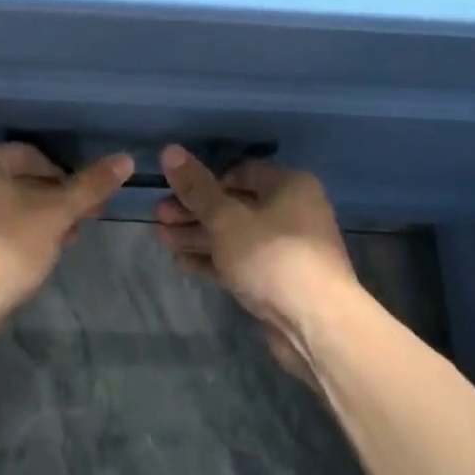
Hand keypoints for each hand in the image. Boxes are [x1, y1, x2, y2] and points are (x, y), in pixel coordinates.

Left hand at [0, 143, 133, 324]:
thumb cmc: (7, 247)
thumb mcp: (56, 214)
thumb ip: (90, 185)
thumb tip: (125, 159)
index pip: (32, 156)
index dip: (66, 179)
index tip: (86, 205)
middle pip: (17, 180)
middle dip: (52, 202)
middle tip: (78, 226)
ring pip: (3, 206)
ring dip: (35, 220)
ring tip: (60, 245)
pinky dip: (10, 235)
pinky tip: (29, 258)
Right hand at [153, 145, 364, 384]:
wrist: (316, 324)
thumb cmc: (272, 256)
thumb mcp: (226, 218)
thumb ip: (196, 187)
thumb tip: (169, 150)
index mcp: (289, 186)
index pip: (241, 171)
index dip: (206, 179)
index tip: (174, 189)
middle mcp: (291, 212)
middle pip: (234, 204)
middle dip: (194, 210)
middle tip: (158, 215)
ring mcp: (285, 249)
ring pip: (234, 235)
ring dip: (198, 235)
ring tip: (162, 237)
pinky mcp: (277, 280)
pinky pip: (239, 261)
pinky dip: (213, 259)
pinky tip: (181, 261)